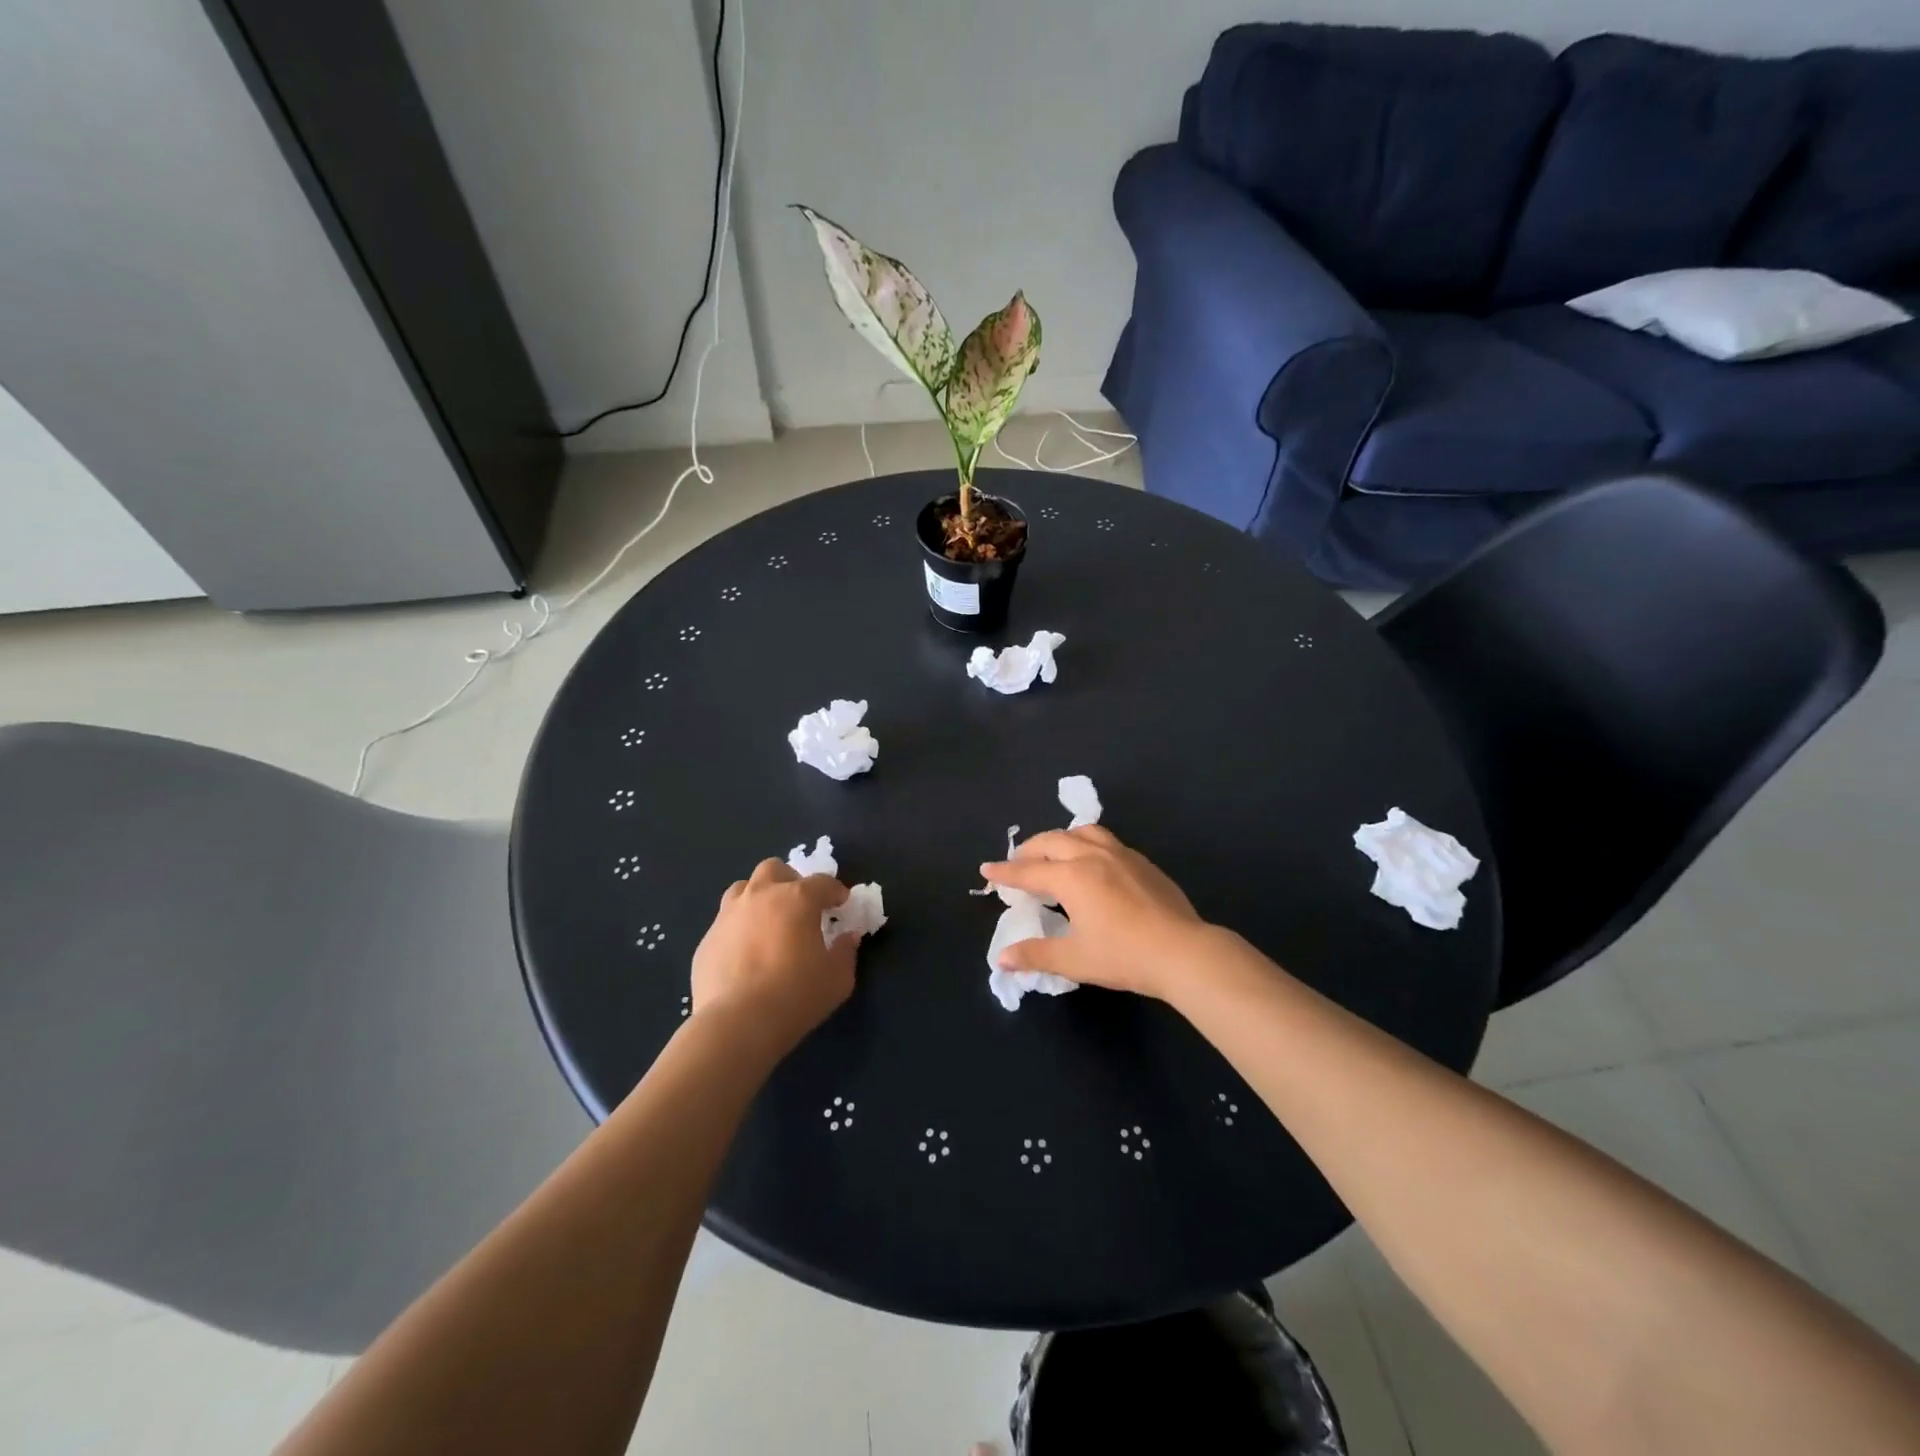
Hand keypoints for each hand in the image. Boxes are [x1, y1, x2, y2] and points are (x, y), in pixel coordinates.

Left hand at [690, 859, 857, 1056]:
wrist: (737, 1024)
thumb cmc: (796, 996)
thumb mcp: (838, 979)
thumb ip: (846, 952)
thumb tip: (848, 937)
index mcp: (797, 899)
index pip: (822, 882)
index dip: (836, 891)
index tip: (841, 905)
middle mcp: (761, 896)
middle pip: (774, 869)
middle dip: (790, 881)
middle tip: (800, 907)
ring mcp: (728, 915)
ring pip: (743, 889)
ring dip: (759, 898)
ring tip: (768, 923)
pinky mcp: (707, 939)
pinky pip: (726, 922)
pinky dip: (739, 929)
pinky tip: (745, 955)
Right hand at [980, 826, 1211, 1002]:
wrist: (1183, 951)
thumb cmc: (1124, 956)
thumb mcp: (1075, 960)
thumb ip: (1036, 954)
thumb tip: (1002, 958)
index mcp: (1072, 878)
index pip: (1028, 871)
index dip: (1005, 872)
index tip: (986, 869)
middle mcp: (1092, 856)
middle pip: (1052, 842)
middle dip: (1029, 850)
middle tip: (1016, 862)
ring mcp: (1120, 855)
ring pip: (1081, 832)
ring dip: (1059, 838)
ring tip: (1052, 852)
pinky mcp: (1141, 861)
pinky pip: (1104, 839)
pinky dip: (1085, 842)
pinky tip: (1091, 860)